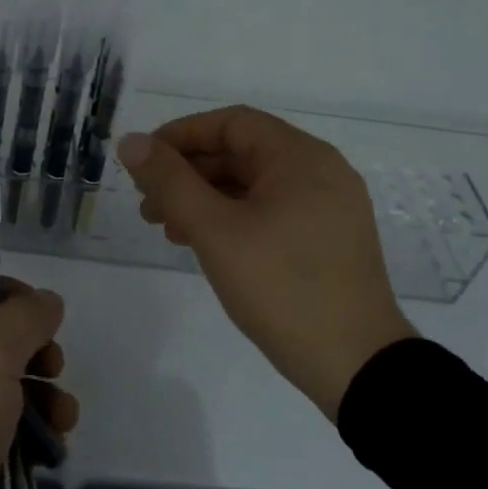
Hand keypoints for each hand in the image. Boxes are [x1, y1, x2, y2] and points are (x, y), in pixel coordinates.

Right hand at [118, 106, 415, 418]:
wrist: (356, 365)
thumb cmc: (281, 287)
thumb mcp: (215, 231)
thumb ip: (170, 182)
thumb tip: (131, 142)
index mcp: (300, 157)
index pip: (231, 123)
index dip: (181, 135)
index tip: (144, 161)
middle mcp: (320, 171)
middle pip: (242, 153)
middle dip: (189, 173)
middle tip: (147, 203)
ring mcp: (328, 207)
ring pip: (254, 185)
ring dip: (206, 198)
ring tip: (168, 228)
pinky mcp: (328, 239)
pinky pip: (271, 211)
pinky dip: (233, 218)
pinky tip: (205, 244)